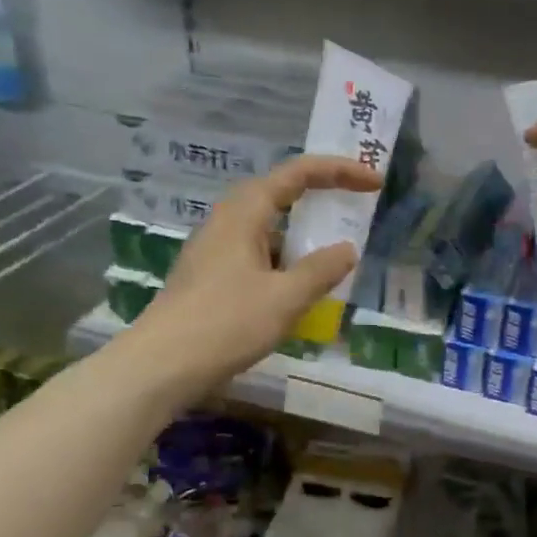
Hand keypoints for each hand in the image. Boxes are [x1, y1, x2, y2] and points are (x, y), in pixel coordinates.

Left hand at [130, 154, 379, 394]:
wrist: (161, 365)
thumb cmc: (226, 324)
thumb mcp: (285, 298)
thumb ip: (321, 270)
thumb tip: (348, 249)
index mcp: (244, 214)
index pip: (297, 174)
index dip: (339, 171)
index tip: (374, 182)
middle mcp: (227, 222)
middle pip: (279, 193)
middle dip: (320, 194)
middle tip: (355, 203)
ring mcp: (215, 250)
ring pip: (267, 227)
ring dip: (301, 232)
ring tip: (332, 252)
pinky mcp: (210, 277)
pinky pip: (257, 254)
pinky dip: (285, 260)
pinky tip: (298, 288)